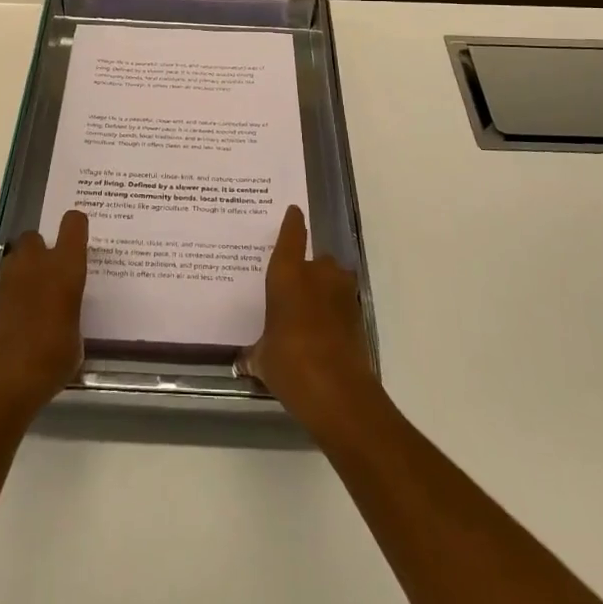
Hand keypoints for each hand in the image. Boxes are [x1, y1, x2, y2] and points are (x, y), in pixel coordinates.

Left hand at [0, 209, 88, 420]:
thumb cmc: (49, 361)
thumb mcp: (76, 342)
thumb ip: (72, 317)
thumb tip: (65, 317)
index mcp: (64, 268)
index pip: (73, 225)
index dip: (77, 227)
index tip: (81, 240)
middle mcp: (35, 265)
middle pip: (36, 236)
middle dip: (44, 249)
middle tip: (55, 273)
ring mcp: (8, 282)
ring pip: (17, 258)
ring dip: (27, 269)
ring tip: (39, 297)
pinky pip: (7, 285)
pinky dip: (14, 295)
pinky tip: (24, 321)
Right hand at [238, 204, 378, 432]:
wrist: (338, 391)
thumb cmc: (290, 362)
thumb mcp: (262, 359)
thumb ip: (254, 353)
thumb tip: (244, 361)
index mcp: (287, 274)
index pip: (291, 236)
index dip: (292, 223)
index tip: (294, 212)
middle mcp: (317, 274)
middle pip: (315, 260)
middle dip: (308, 271)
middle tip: (293, 290)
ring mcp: (342, 293)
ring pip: (333, 280)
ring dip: (325, 290)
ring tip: (310, 313)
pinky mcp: (359, 315)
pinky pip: (342, 303)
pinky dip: (334, 312)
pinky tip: (323, 332)